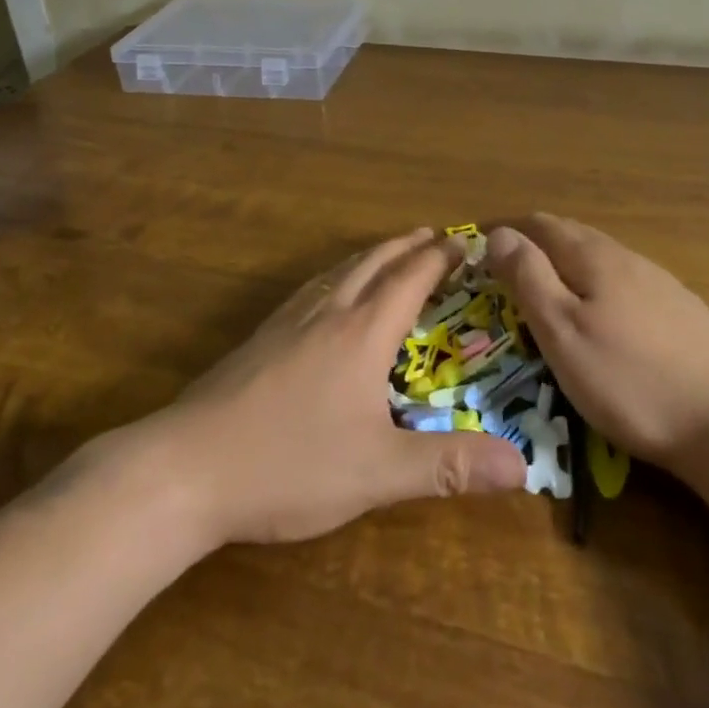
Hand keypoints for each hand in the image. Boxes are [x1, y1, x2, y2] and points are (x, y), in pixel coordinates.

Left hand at [149, 229, 526, 544]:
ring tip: (388, 253)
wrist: (186, 468)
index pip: (410, 279)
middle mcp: (328, 313)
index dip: (440, 258)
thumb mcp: (377, 472)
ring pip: (339, 272)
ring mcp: (288, 322)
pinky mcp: (260, 339)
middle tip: (432, 234)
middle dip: (407, 246)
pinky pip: (311, 289)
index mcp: (362, 333)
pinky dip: (336, 276)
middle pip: (374, 263)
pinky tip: (325, 295)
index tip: (464, 241)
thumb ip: (448, 466)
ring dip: (371, 256)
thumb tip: (523, 466)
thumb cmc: (289, 464)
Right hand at [487, 214, 708, 473]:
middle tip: (507, 270)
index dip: (507, 230)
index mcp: (594, 257)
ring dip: (569, 265)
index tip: (479, 248)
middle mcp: (627, 257)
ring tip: (550, 291)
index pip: (541, 224)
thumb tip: (499, 233)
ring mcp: (660, 283)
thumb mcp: (563, 332)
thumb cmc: (629, 380)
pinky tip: (605, 316)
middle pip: (573, 236)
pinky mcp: (683, 311)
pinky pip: (627, 283)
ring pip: (602, 259)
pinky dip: (599, 286)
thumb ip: (529, 278)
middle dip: (536, 245)